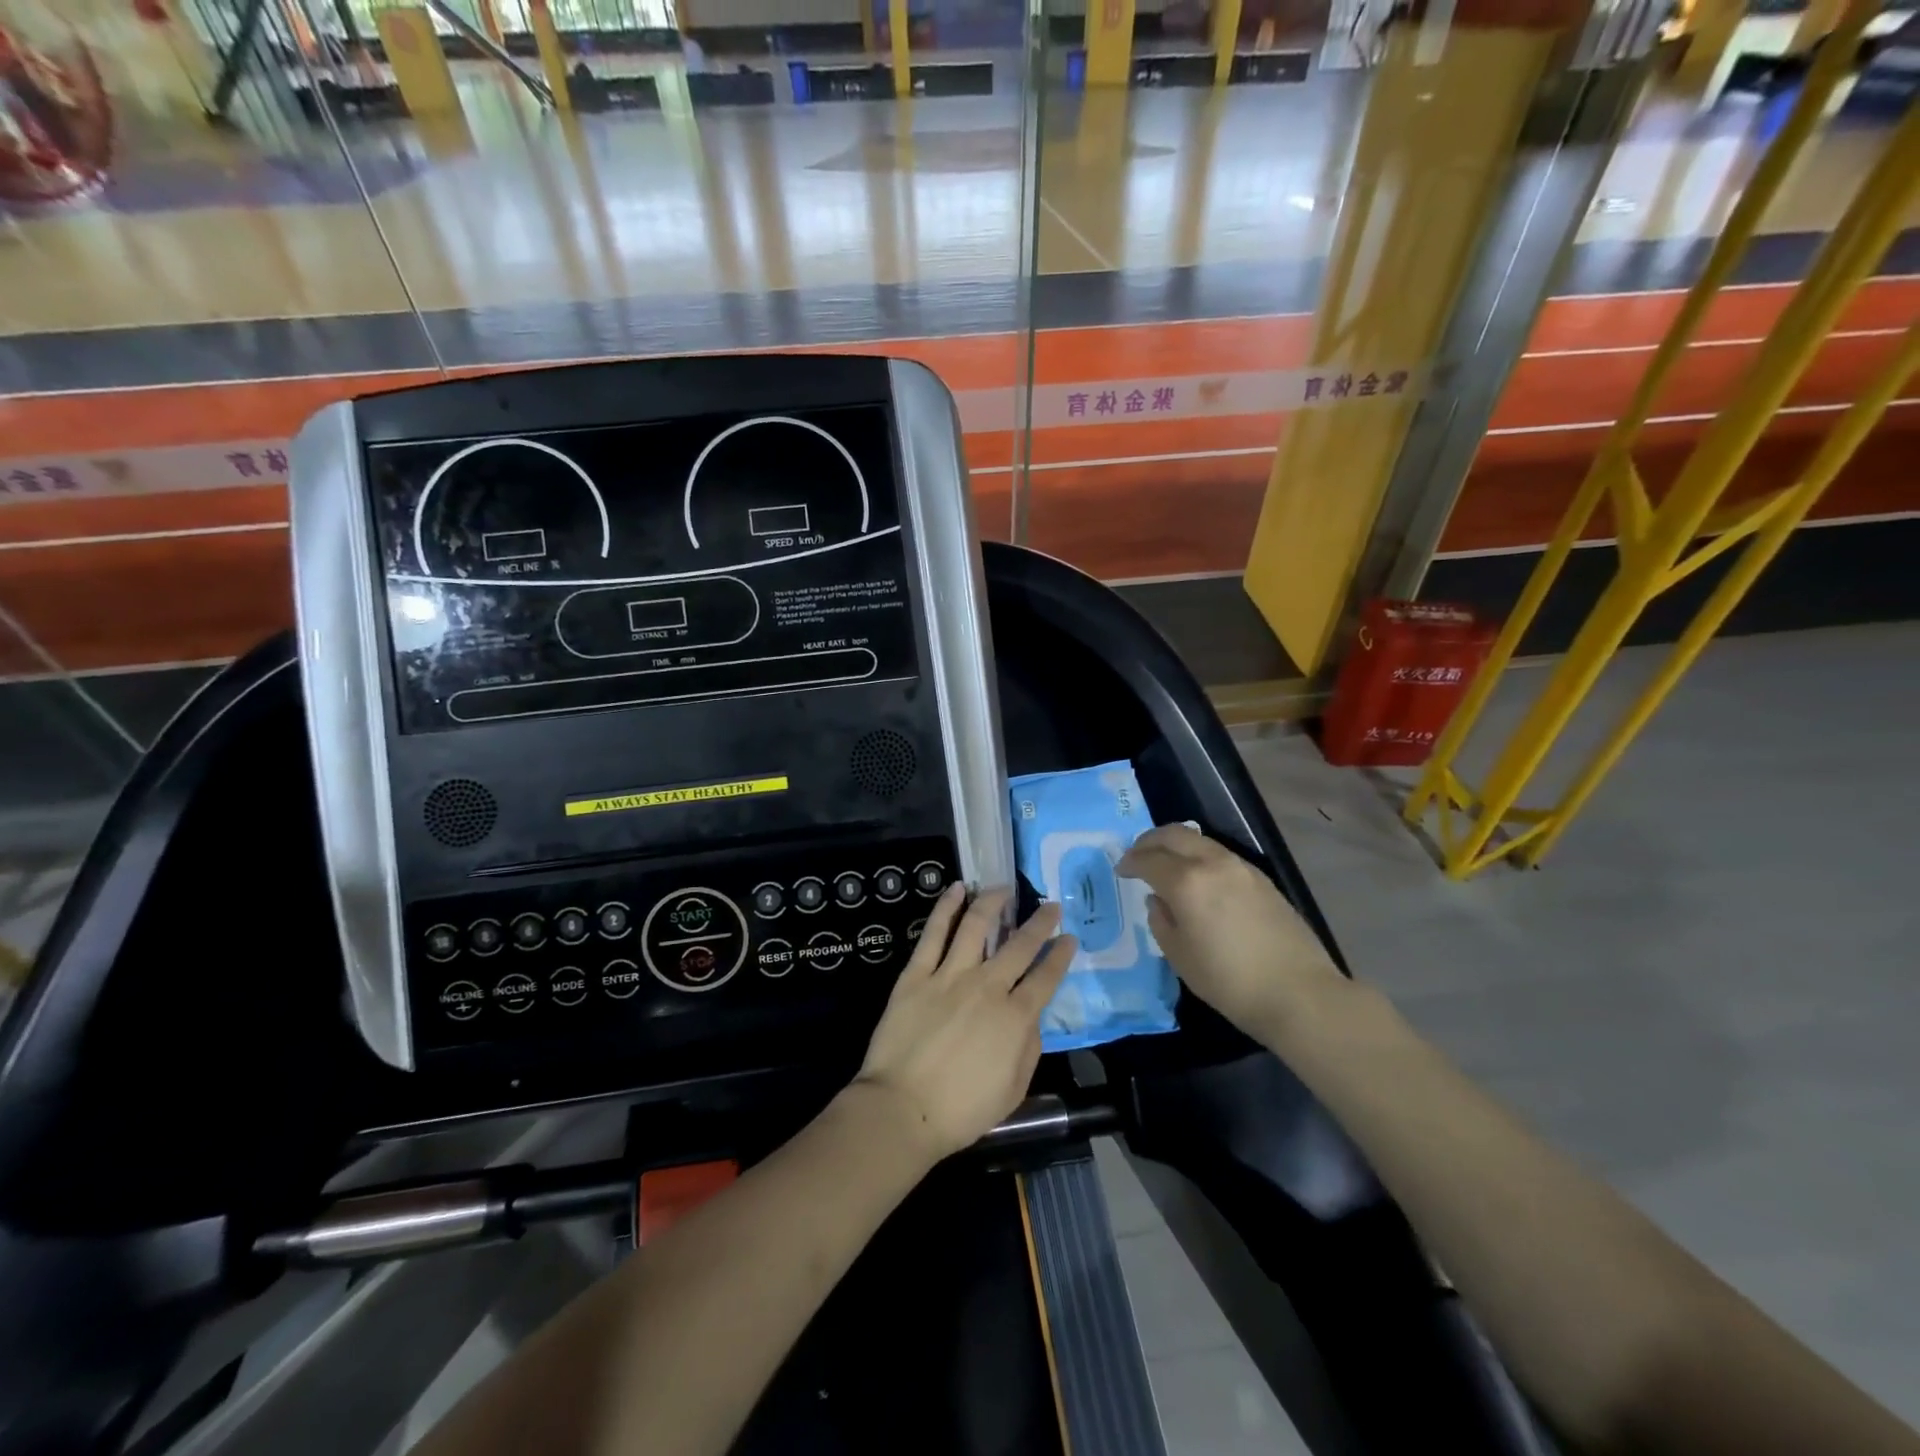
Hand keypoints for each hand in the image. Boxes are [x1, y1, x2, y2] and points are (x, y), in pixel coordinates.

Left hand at [853, 885, 1075, 1162]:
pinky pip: (934, 933)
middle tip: (1050, 906)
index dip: (1060, 956)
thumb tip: (1032, 1017)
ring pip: (977, 926)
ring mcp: (950, 976)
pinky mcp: (917, 974)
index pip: (1045, 977)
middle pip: (1019, 945)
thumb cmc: (961, 1110)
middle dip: (1039, 922)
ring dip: (993, 903)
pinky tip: (957, 889)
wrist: (902, 1108)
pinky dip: (947, 907)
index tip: (1069, 938)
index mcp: (1014, 1017)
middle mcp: (987, 987)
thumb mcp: (1013, 1089)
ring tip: (1003, 889)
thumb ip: (1029, 1047)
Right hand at [1117, 825, 1340, 1039]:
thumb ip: (1162, 921)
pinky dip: (1200, 857)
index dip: (1130, 862)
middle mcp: (1213, 864)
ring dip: (1177, 845)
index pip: (1149, 859)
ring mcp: (1241, 868)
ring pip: (1200, 841)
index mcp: (1186, 882)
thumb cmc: (1229, 981)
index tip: (1120, 870)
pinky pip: (1220, 855)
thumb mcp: (1180, 957)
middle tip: (1137, 854)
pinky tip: (1198, 879)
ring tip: (1166, 864)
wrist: (1299, 993)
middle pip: (1174, 835)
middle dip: (1150, 841)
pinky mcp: (1261, 879)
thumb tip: (1159, 900)